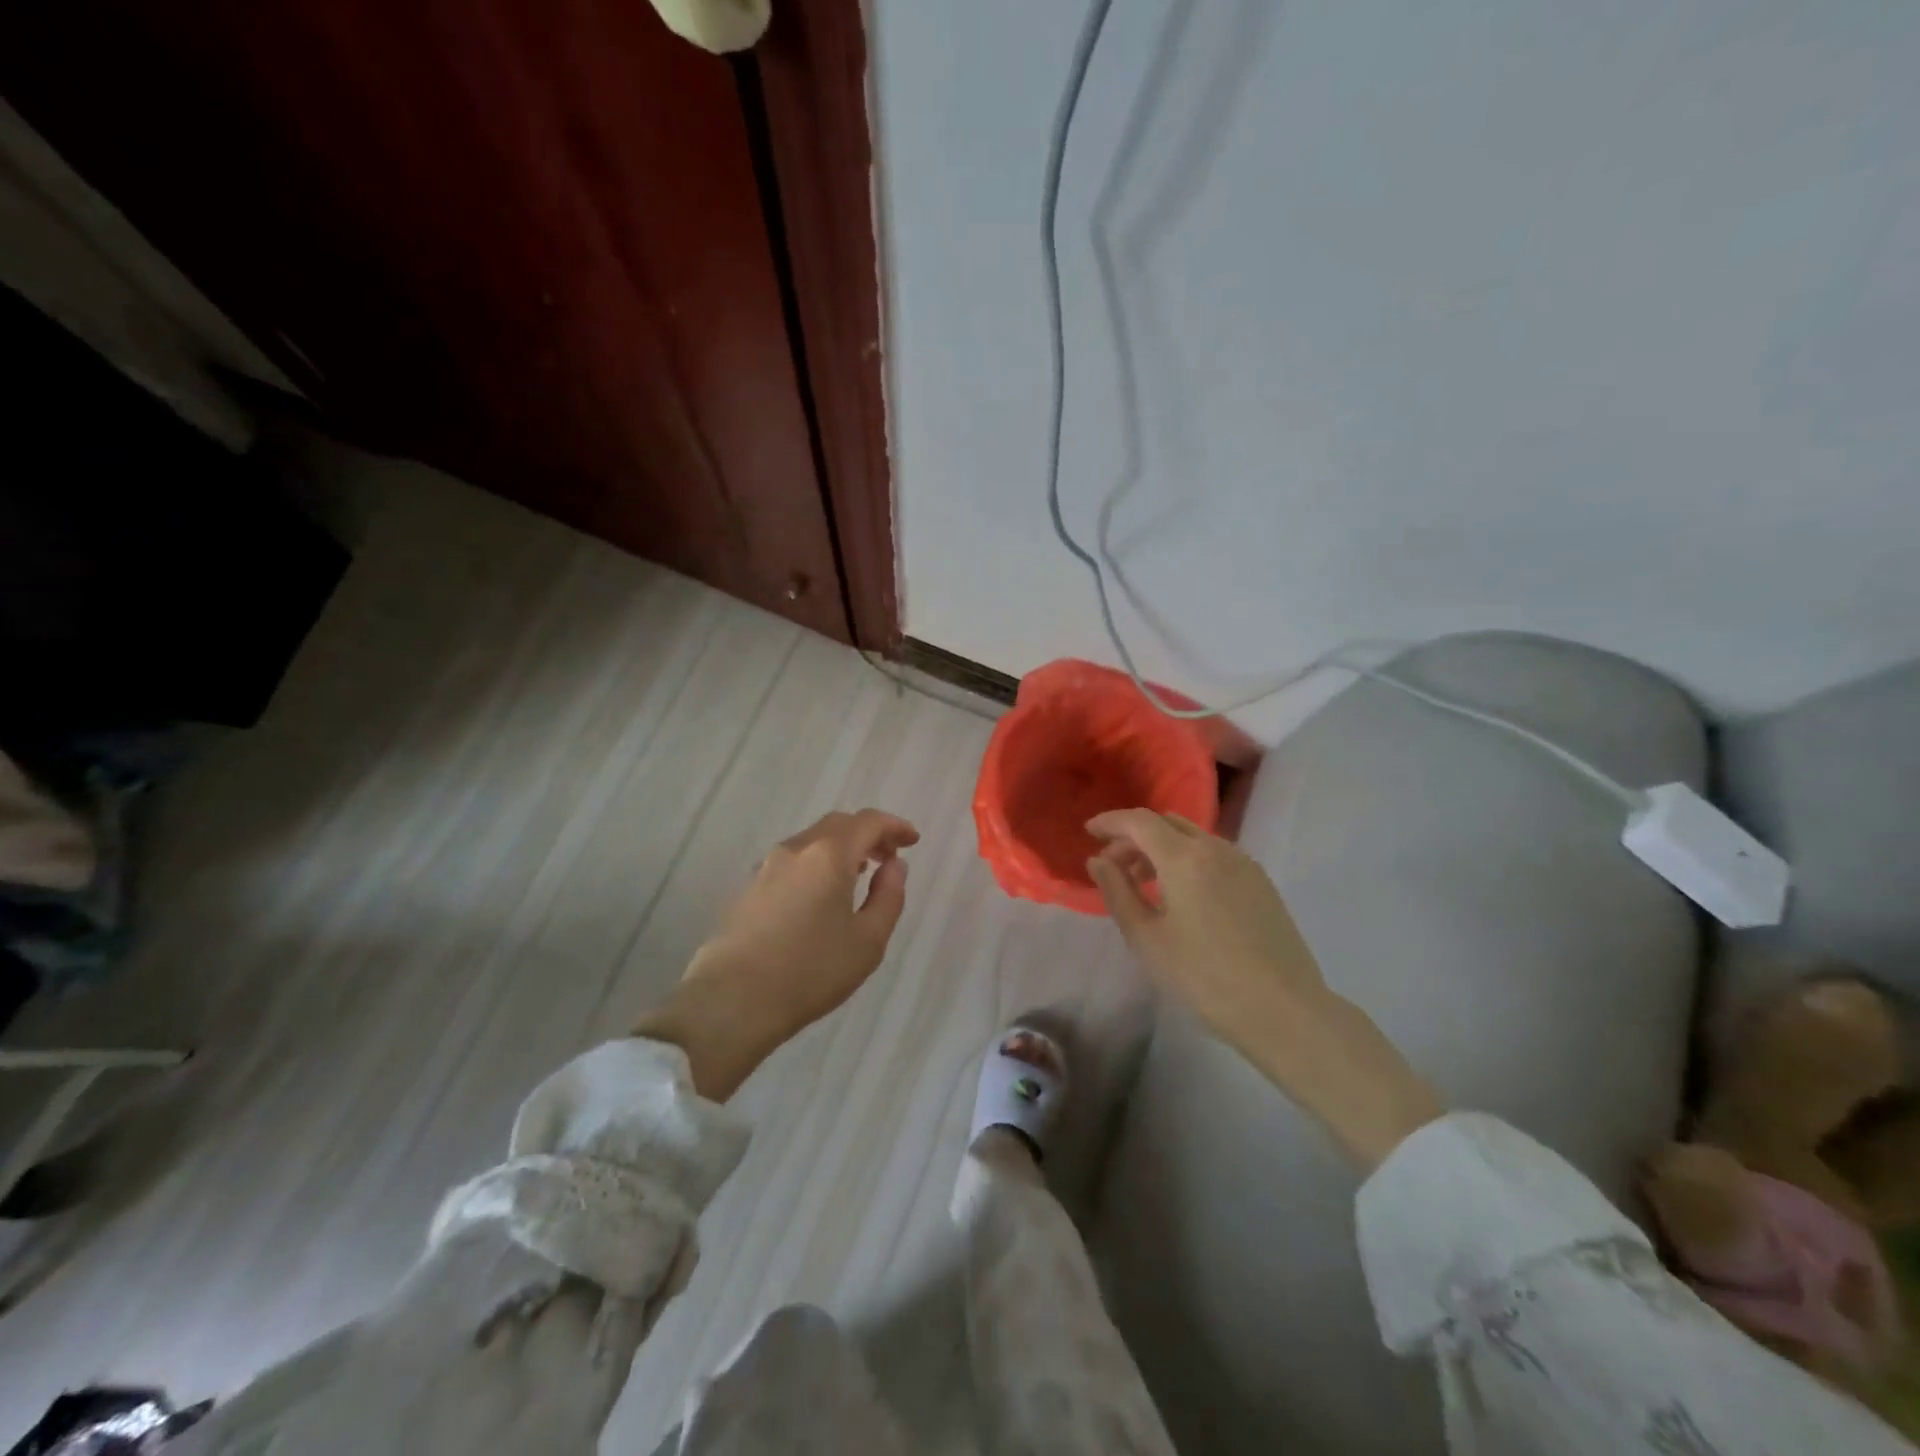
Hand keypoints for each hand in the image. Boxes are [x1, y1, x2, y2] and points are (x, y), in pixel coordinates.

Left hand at [632, 809, 918, 1099]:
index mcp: (829, 854)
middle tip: (888, 856)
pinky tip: (821, 895)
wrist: (732, 1001)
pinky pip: (791, 861)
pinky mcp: (747, 888)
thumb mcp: (868, 941)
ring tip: (858, 874)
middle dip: (868, 834)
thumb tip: (894, 866)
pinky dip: (816, 864)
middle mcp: (795, 849)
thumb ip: (889, 896)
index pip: (868, 822)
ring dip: (840, 848)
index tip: (912, 840)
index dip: (895, 826)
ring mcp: (766, 867)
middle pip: (838, 824)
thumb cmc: (811, 971)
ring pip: (811, 842)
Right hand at [1085, 809, 1326, 1042]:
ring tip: (1144, 882)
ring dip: (1162, 848)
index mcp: (1185, 857)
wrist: (1283, 1010)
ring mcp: (1244, 864)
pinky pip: (1214, 855)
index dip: (1111, 821)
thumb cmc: (1203, 976)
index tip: (1089, 831)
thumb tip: (1098, 860)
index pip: (1140, 821)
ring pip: (1193, 838)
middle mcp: (1216, 848)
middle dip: (1135, 836)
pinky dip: (1188, 860)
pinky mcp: (1261, 883)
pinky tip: (1181, 894)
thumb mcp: (1147, 938)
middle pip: (1167, 824)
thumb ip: (1117, 892)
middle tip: (1113, 864)